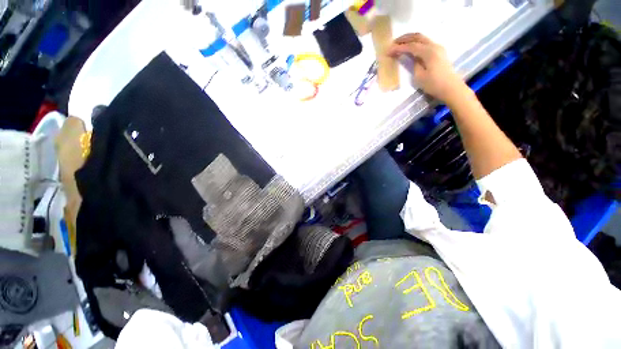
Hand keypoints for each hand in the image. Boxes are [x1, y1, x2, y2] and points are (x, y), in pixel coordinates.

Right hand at [387, 33, 467, 103]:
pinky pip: (425, 43)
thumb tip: (412, 57)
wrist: (451, 88)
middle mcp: (434, 46)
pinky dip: (416, 43)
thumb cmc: (434, 84)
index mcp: (428, 52)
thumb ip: (414, 64)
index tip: (388, 51)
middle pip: (417, 37)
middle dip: (404, 38)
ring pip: (422, 38)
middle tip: (393, 43)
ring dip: (410, 39)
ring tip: (400, 44)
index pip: (411, 46)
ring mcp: (438, 48)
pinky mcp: (439, 52)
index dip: (399, 48)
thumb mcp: (419, 76)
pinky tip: (411, 48)